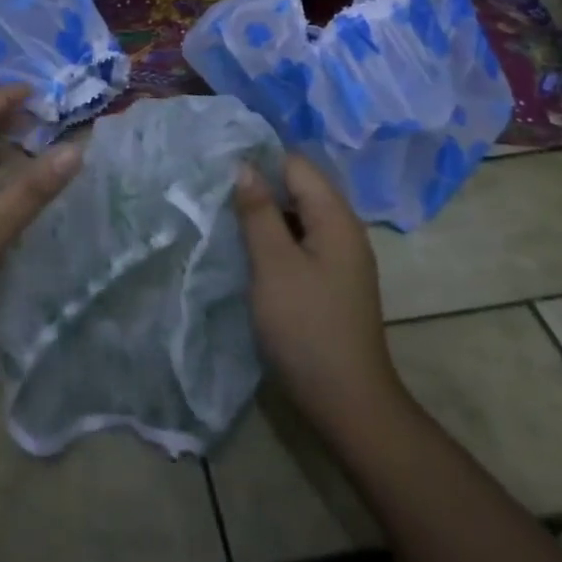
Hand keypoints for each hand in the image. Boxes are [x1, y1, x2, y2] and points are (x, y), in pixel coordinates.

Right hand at [235, 154, 407, 444]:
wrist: (348, 403)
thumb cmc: (307, 327)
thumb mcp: (274, 264)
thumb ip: (258, 212)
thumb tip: (244, 166)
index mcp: (335, 218)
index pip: (296, 164)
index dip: (259, 158)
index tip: (218, 162)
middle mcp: (343, 230)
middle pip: (298, 188)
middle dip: (258, 184)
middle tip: (213, 186)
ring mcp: (339, 258)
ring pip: (297, 216)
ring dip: (264, 212)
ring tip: (222, 212)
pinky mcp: (330, 281)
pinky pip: (299, 242)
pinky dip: (274, 237)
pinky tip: (246, 246)